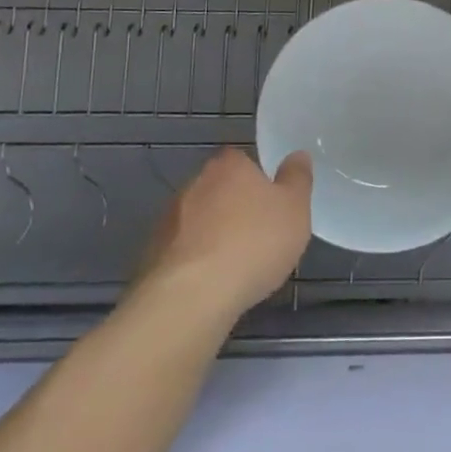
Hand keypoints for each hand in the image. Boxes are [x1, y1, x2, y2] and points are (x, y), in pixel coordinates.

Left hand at [136, 147, 312, 320]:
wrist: (191, 296)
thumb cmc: (254, 243)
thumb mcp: (295, 207)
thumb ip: (297, 178)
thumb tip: (297, 155)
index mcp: (229, 165)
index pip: (244, 162)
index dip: (260, 181)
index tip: (272, 205)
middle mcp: (194, 184)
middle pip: (220, 190)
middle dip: (236, 209)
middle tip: (260, 235)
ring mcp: (168, 220)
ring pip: (200, 222)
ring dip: (214, 236)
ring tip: (237, 266)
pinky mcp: (152, 255)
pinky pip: (184, 251)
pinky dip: (197, 262)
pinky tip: (212, 284)